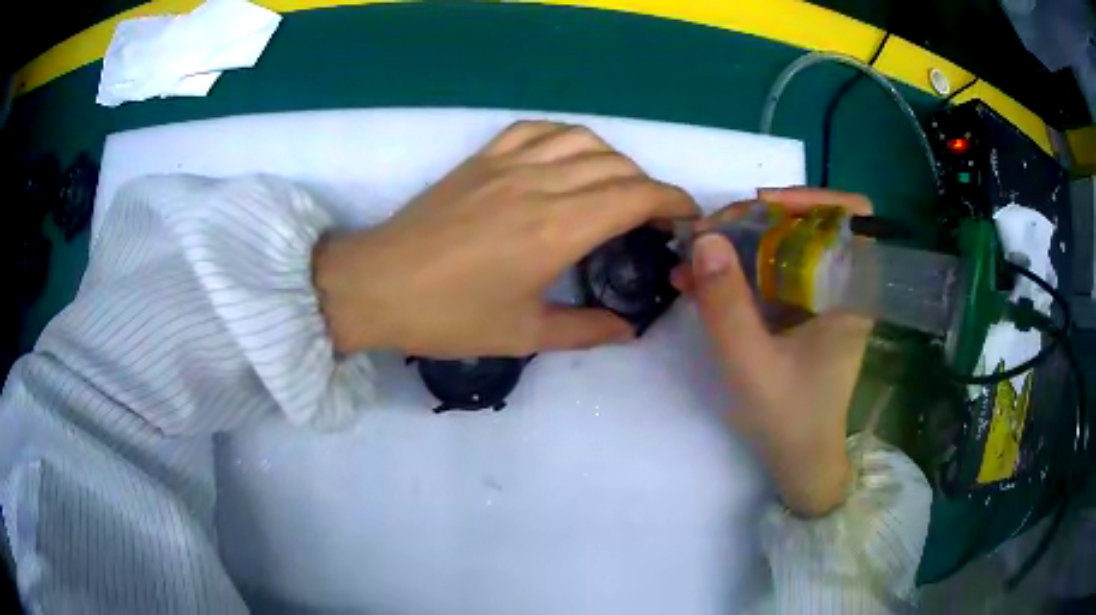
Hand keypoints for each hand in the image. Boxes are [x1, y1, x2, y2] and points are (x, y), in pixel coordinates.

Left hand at [314, 121, 696, 357]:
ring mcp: (508, 164)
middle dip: (649, 186)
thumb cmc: (447, 316)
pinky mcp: (482, 159)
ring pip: (582, 140)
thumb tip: (628, 331)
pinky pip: (537, 129)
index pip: (636, 195)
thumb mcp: (522, 333)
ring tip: (616, 188)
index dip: (673, 200)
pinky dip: (566, 137)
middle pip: (617, 165)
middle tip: (653, 218)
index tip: (688, 217)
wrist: (377, 285)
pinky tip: (568, 158)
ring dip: (613, 159)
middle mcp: (541, 184)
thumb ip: (584, 330)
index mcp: (557, 228)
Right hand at [672, 188, 873, 516]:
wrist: (799, 463)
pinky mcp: (799, 314)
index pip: (854, 214)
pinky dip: (736, 271)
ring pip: (782, 247)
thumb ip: (726, 304)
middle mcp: (841, 286)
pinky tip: (696, 283)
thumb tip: (704, 238)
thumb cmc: (790, 419)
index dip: (812, 197)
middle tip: (707, 233)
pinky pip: (768, 275)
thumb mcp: (752, 365)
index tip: (763, 206)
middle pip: (806, 224)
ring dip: (736, 245)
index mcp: (852, 292)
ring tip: (691, 258)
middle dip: (755, 221)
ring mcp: (819, 300)